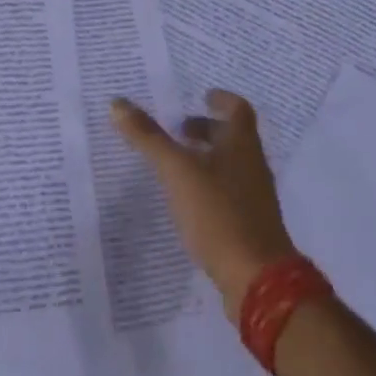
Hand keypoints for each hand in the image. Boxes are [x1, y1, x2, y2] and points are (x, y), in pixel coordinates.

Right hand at [113, 90, 297, 320]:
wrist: (258, 279)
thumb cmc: (219, 213)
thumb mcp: (177, 171)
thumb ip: (148, 138)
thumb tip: (117, 103)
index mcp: (242, 145)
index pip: (238, 109)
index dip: (221, 100)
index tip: (202, 96)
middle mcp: (252, 166)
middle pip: (233, 138)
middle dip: (206, 130)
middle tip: (177, 131)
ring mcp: (254, 198)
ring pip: (230, 166)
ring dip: (206, 159)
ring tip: (175, 166)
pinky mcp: (249, 225)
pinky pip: (228, 194)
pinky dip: (208, 187)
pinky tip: (187, 202)